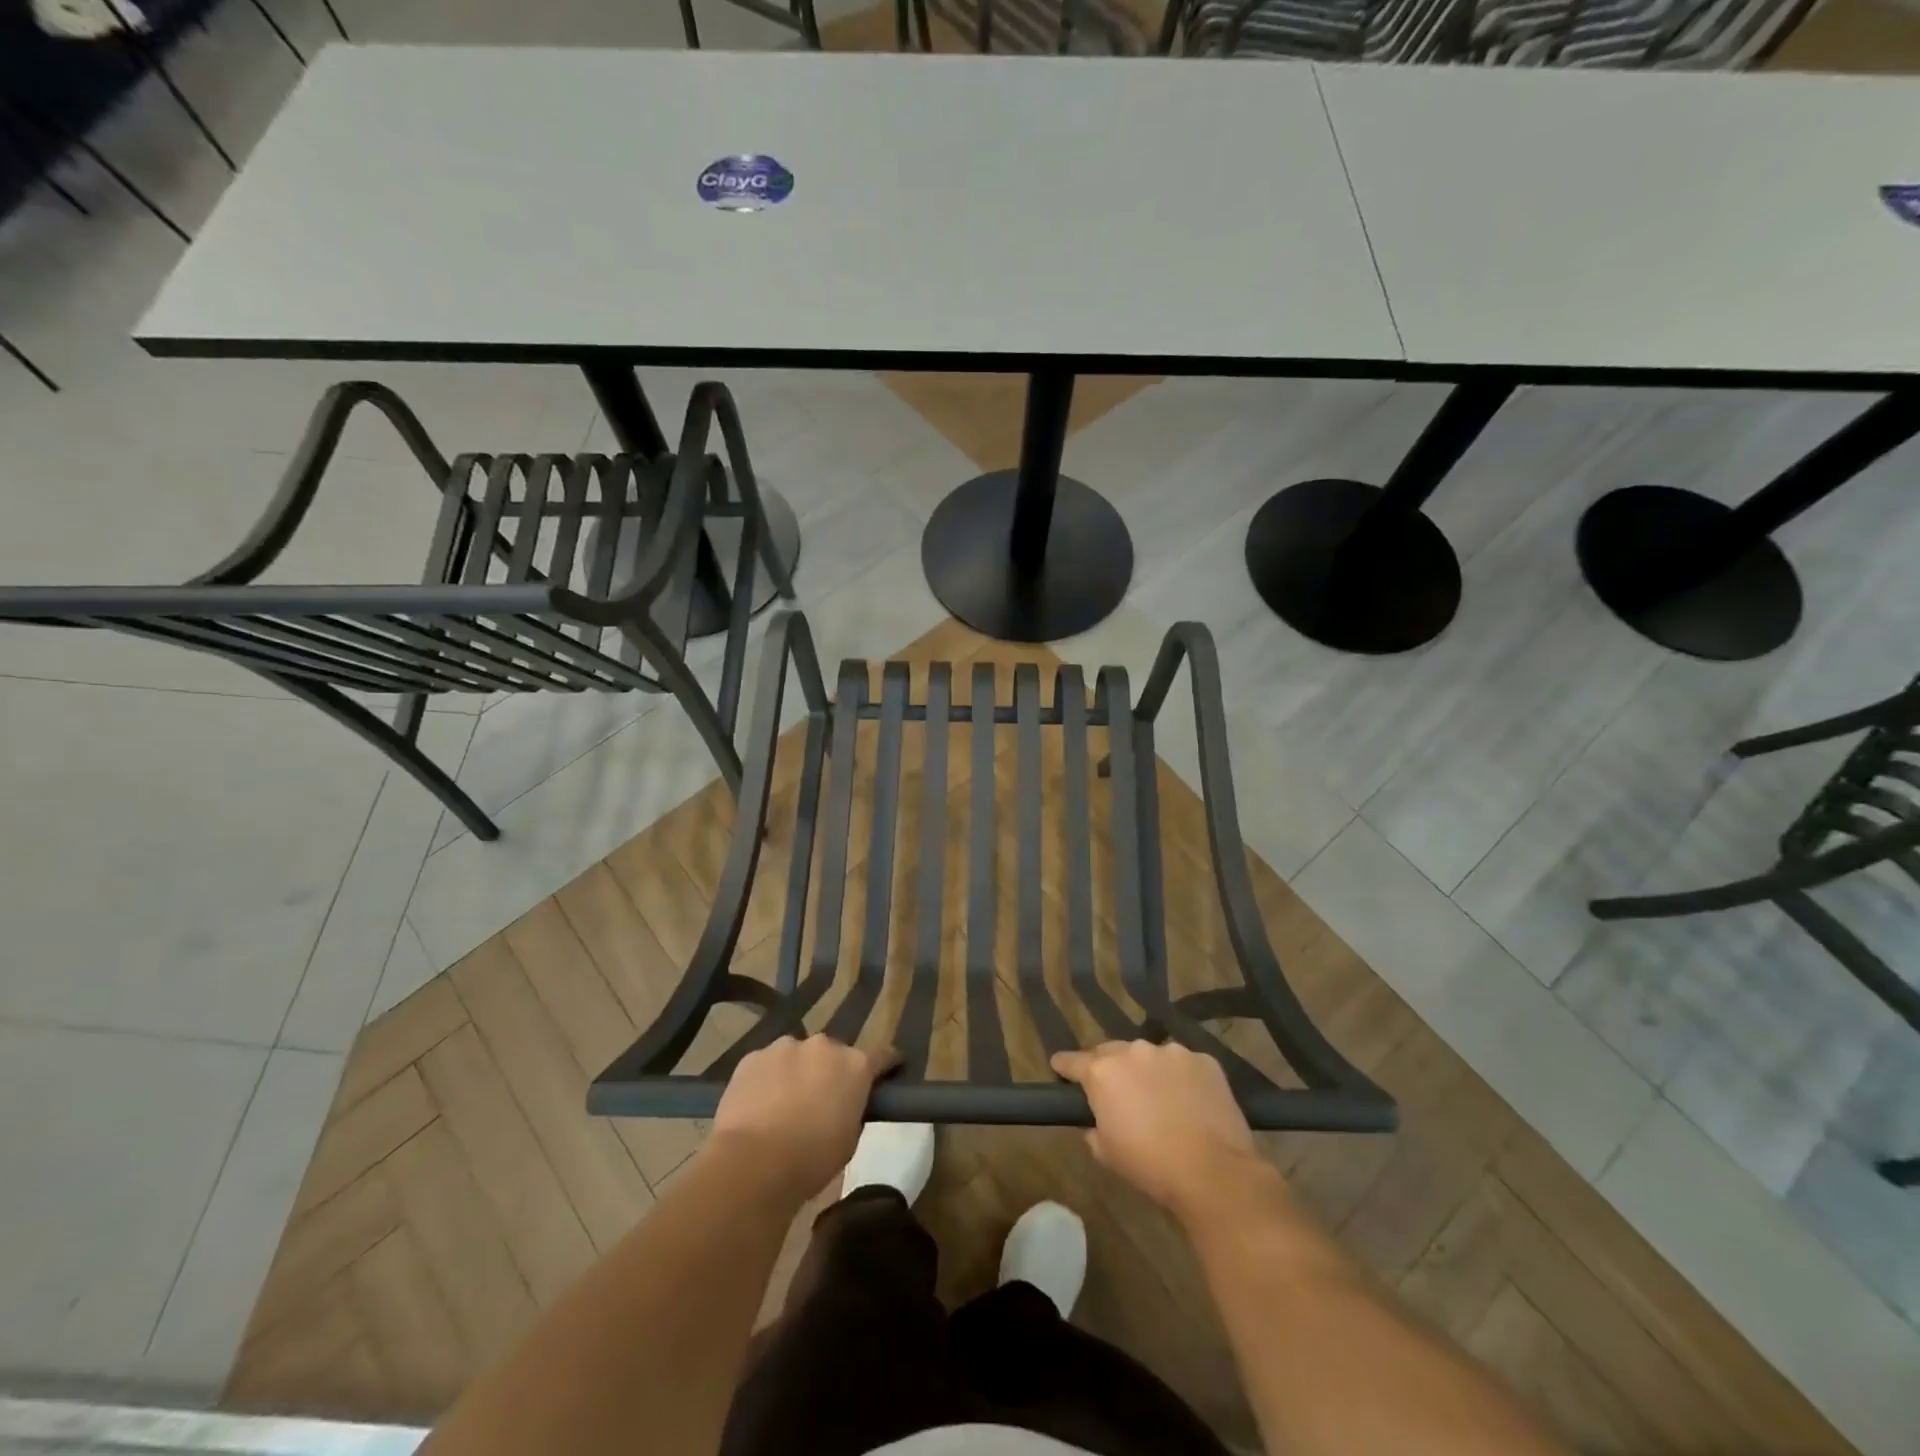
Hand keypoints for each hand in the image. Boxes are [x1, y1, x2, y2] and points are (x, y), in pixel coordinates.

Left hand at [710, 1035, 898, 1200]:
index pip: (883, 1055)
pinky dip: (767, 1079)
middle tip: (822, 1099)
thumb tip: (843, 1104)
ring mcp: (785, 1047)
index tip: (889, 1070)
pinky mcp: (753, 1056)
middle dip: (831, 1071)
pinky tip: (758, 1104)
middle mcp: (824, 1046)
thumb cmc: (811, 1160)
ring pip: (797, 1055)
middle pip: (833, 1053)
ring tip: (784, 1103)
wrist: (753, 1163)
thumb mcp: (849, 1140)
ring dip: (797, 1072)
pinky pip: (767, 1064)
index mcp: (855, 1066)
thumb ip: (852, 1111)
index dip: (887, 1063)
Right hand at [1052, 1041, 1262, 1220]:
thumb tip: (1098, 1122)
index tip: (1059, 1066)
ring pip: (1152, 1057)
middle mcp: (1134, 1051)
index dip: (1064, 1065)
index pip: (1073, 1061)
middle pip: (1113, 1053)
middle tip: (1118, 1092)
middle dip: (1111, 1068)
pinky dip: (1183, 1079)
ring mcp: (1172, 1052)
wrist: (1213, 1171)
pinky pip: (1186, 1066)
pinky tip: (1192, 1103)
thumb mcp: (1107, 1154)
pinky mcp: (1204, 1061)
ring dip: (1150, 1072)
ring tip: (1162, 1100)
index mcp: (1103, 1072)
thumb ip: (1094, 1129)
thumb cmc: (1150, 1166)